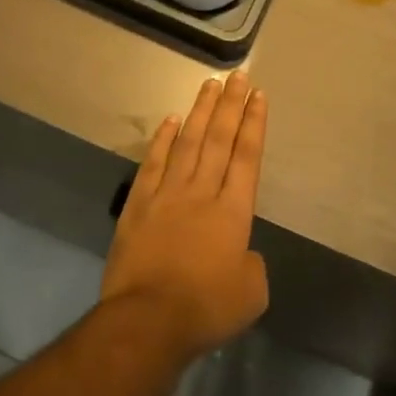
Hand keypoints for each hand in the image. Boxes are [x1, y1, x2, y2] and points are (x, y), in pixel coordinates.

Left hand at [101, 72, 269, 360]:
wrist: (148, 320)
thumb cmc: (206, 309)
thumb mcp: (251, 293)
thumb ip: (251, 264)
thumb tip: (241, 252)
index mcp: (234, 211)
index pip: (247, 156)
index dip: (253, 123)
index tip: (258, 95)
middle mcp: (202, 192)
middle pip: (218, 139)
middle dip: (230, 105)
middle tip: (238, 75)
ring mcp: (167, 194)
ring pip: (187, 142)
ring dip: (200, 111)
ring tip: (210, 84)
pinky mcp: (138, 205)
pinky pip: (153, 163)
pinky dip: (163, 139)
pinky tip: (171, 120)